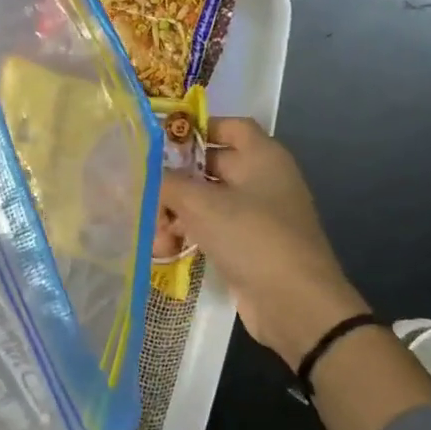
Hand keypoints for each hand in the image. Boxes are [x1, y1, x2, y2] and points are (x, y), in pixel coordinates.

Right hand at [160, 119, 365, 367]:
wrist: (294, 303)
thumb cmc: (251, 237)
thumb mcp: (201, 204)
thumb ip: (165, 182)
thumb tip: (136, 169)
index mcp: (262, 157)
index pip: (229, 126)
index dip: (197, 127)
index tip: (160, 139)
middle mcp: (261, 180)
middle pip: (210, 166)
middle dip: (174, 180)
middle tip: (141, 189)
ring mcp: (255, 215)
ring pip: (205, 202)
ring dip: (175, 213)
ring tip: (152, 231)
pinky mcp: (247, 246)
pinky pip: (211, 230)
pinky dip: (188, 235)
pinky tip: (164, 249)